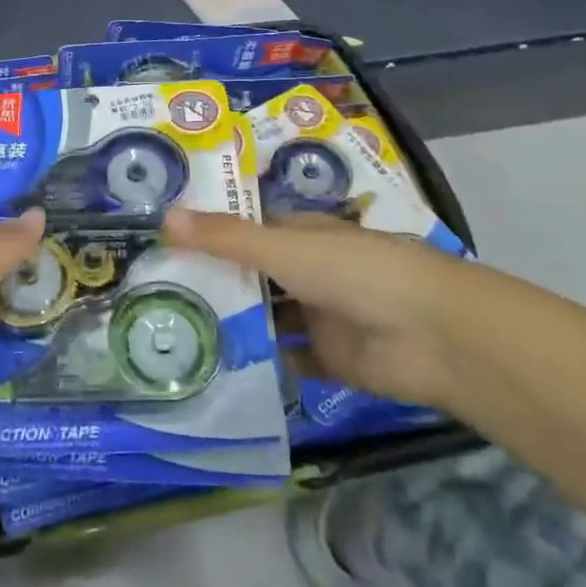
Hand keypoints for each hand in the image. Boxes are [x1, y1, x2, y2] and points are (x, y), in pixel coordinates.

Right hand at [162, 206, 480, 407]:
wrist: (430, 335)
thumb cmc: (355, 272)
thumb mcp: (283, 250)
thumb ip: (226, 238)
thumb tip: (164, 218)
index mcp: (301, 235)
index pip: (248, 231)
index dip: (211, 235)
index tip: (162, 246)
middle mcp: (308, 271)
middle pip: (253, 276)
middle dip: (215, 283)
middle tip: (155, 294)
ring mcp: (319, 315)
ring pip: (267, 318)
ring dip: (234, 324)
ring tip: (173, 332)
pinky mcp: (328, 358)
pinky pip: (285, 359)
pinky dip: (260, 363)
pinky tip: (215, 368)